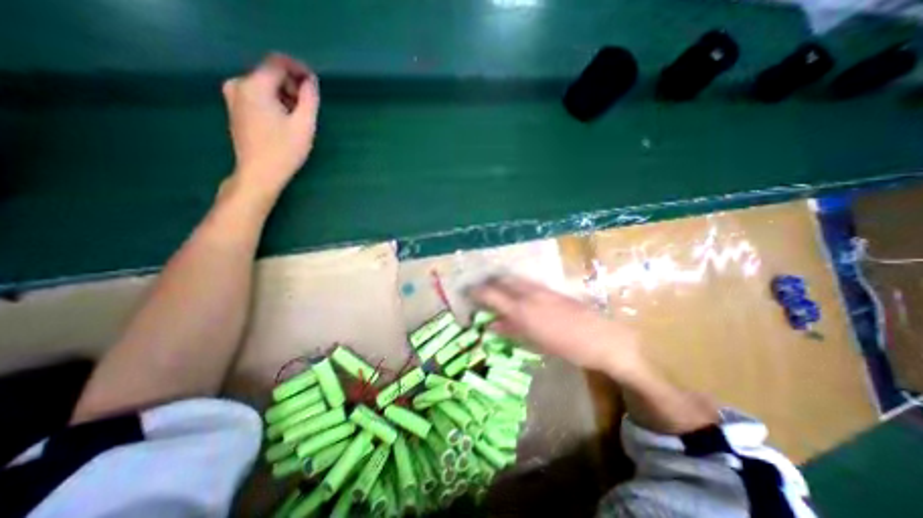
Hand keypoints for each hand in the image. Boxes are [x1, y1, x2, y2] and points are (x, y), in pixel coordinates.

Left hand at [222, 52, 318, 199]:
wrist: (259, 174)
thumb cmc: (284, 151)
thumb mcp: (304, 125)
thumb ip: (309, 99)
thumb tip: (311, 81)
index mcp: (254, 85)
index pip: (277, 62)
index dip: (298, 68)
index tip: (314, 83)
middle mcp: (239, 84)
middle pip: (270, 73)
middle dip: (292, 85)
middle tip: (308, 107)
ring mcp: (233, 96)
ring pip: (264, 85)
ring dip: (284, 95)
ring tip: (298, 117)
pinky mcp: (235, 108)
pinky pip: (257, 95)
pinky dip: (273, 101)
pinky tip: (284, 121)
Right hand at [475, 277, 643, 377]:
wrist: (602, 338)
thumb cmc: (567, 346)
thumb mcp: (534, 342)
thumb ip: (510, 330)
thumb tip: (491, 325)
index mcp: (521, 309)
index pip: (491, 293)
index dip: (477, 291)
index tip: (468, 293)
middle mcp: (528, 293)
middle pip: (502, 280)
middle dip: (488, 283)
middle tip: (480, 291)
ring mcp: (541, 288)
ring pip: (514, 279)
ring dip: (501, 283)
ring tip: (495, 292)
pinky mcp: (551, 289)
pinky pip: (527, 282)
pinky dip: (515, 285)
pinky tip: (517, 294)